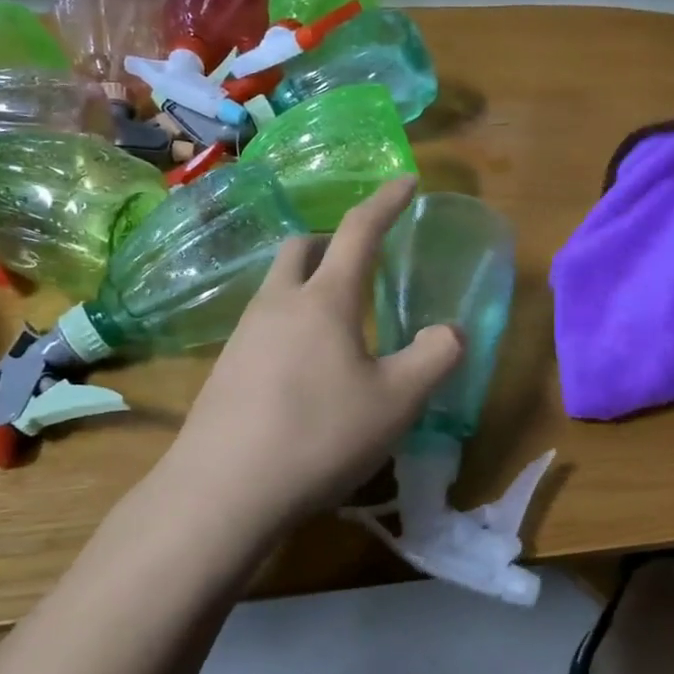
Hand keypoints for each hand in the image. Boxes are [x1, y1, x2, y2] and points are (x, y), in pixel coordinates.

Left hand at [155, 176, 464, 531]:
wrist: (222, 492)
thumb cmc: (320, 436)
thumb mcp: (397, 403)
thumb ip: (435, 358)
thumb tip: (451, 332)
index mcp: (325, 300)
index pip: (360, 232)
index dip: (387, 202)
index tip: (406, 181)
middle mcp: (279, 304)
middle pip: (303, 247)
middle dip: (335, 242)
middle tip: (362, 263)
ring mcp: (244, 335)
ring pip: (279, 286)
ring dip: (311, 284)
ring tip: (340, 321)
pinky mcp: (225, 368)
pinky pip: (264, 324)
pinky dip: (292, 322)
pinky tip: (305, 367)